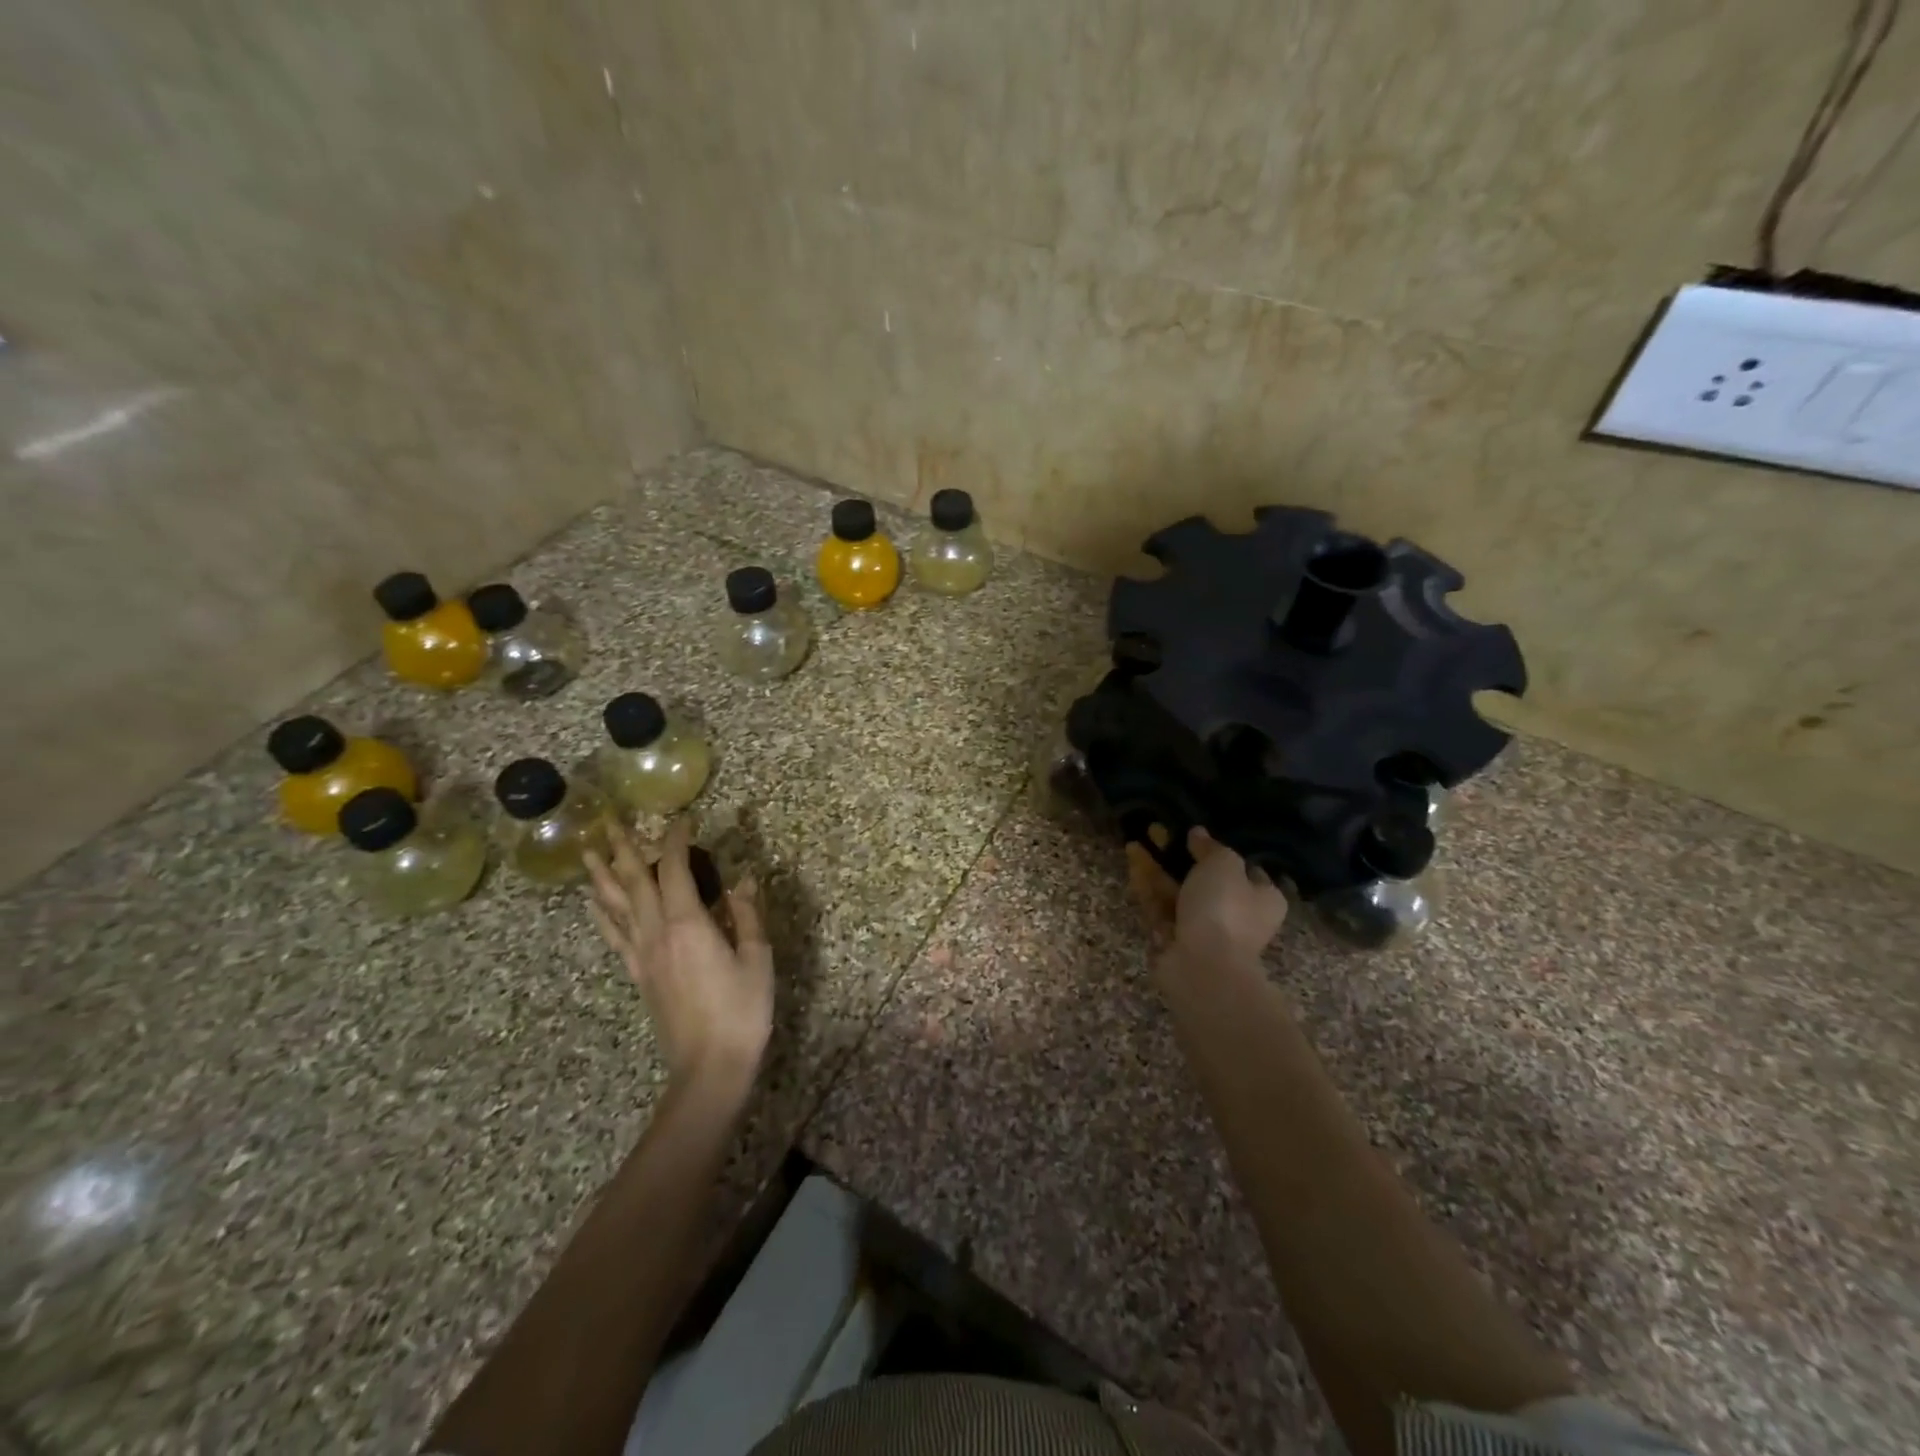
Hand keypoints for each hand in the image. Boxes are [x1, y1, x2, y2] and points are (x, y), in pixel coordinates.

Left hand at [585, 818, 773, 1092]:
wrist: (709, 1067)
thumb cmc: (741, 1010)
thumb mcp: (757, 959)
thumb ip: (749, 915)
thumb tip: (743, 878)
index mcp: (688, 924)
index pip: (675, 870)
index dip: (676, 841)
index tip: (681, 819)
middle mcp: (658, 933)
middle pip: (635, 882)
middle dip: (624, 849)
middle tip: (610, 821)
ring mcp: (643, 955)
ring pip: (616, 906)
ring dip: (602, 876)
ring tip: (587, 852)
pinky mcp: (639, 975)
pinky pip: (615, 935)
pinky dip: (602, 914)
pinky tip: (595, 903)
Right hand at [1128, 827, 1287, 976]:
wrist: (1203, 967)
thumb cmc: (1224, 909)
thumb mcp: (1224, 864)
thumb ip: (1211, 847)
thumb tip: (1199, 834)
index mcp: (1262, 899)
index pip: (1244, 869)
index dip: (1219, 850)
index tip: (1193, 834)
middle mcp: (1236, 915)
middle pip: (1205, 879)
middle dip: (1179, 856)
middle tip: (1156, 832)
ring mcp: (1204, 931)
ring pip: (1178, 893)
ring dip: (1157, 869)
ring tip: (1135, 842)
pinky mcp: (1175, 941)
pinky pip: (1160, 909)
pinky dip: (1147, 888)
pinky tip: (1132, 865)